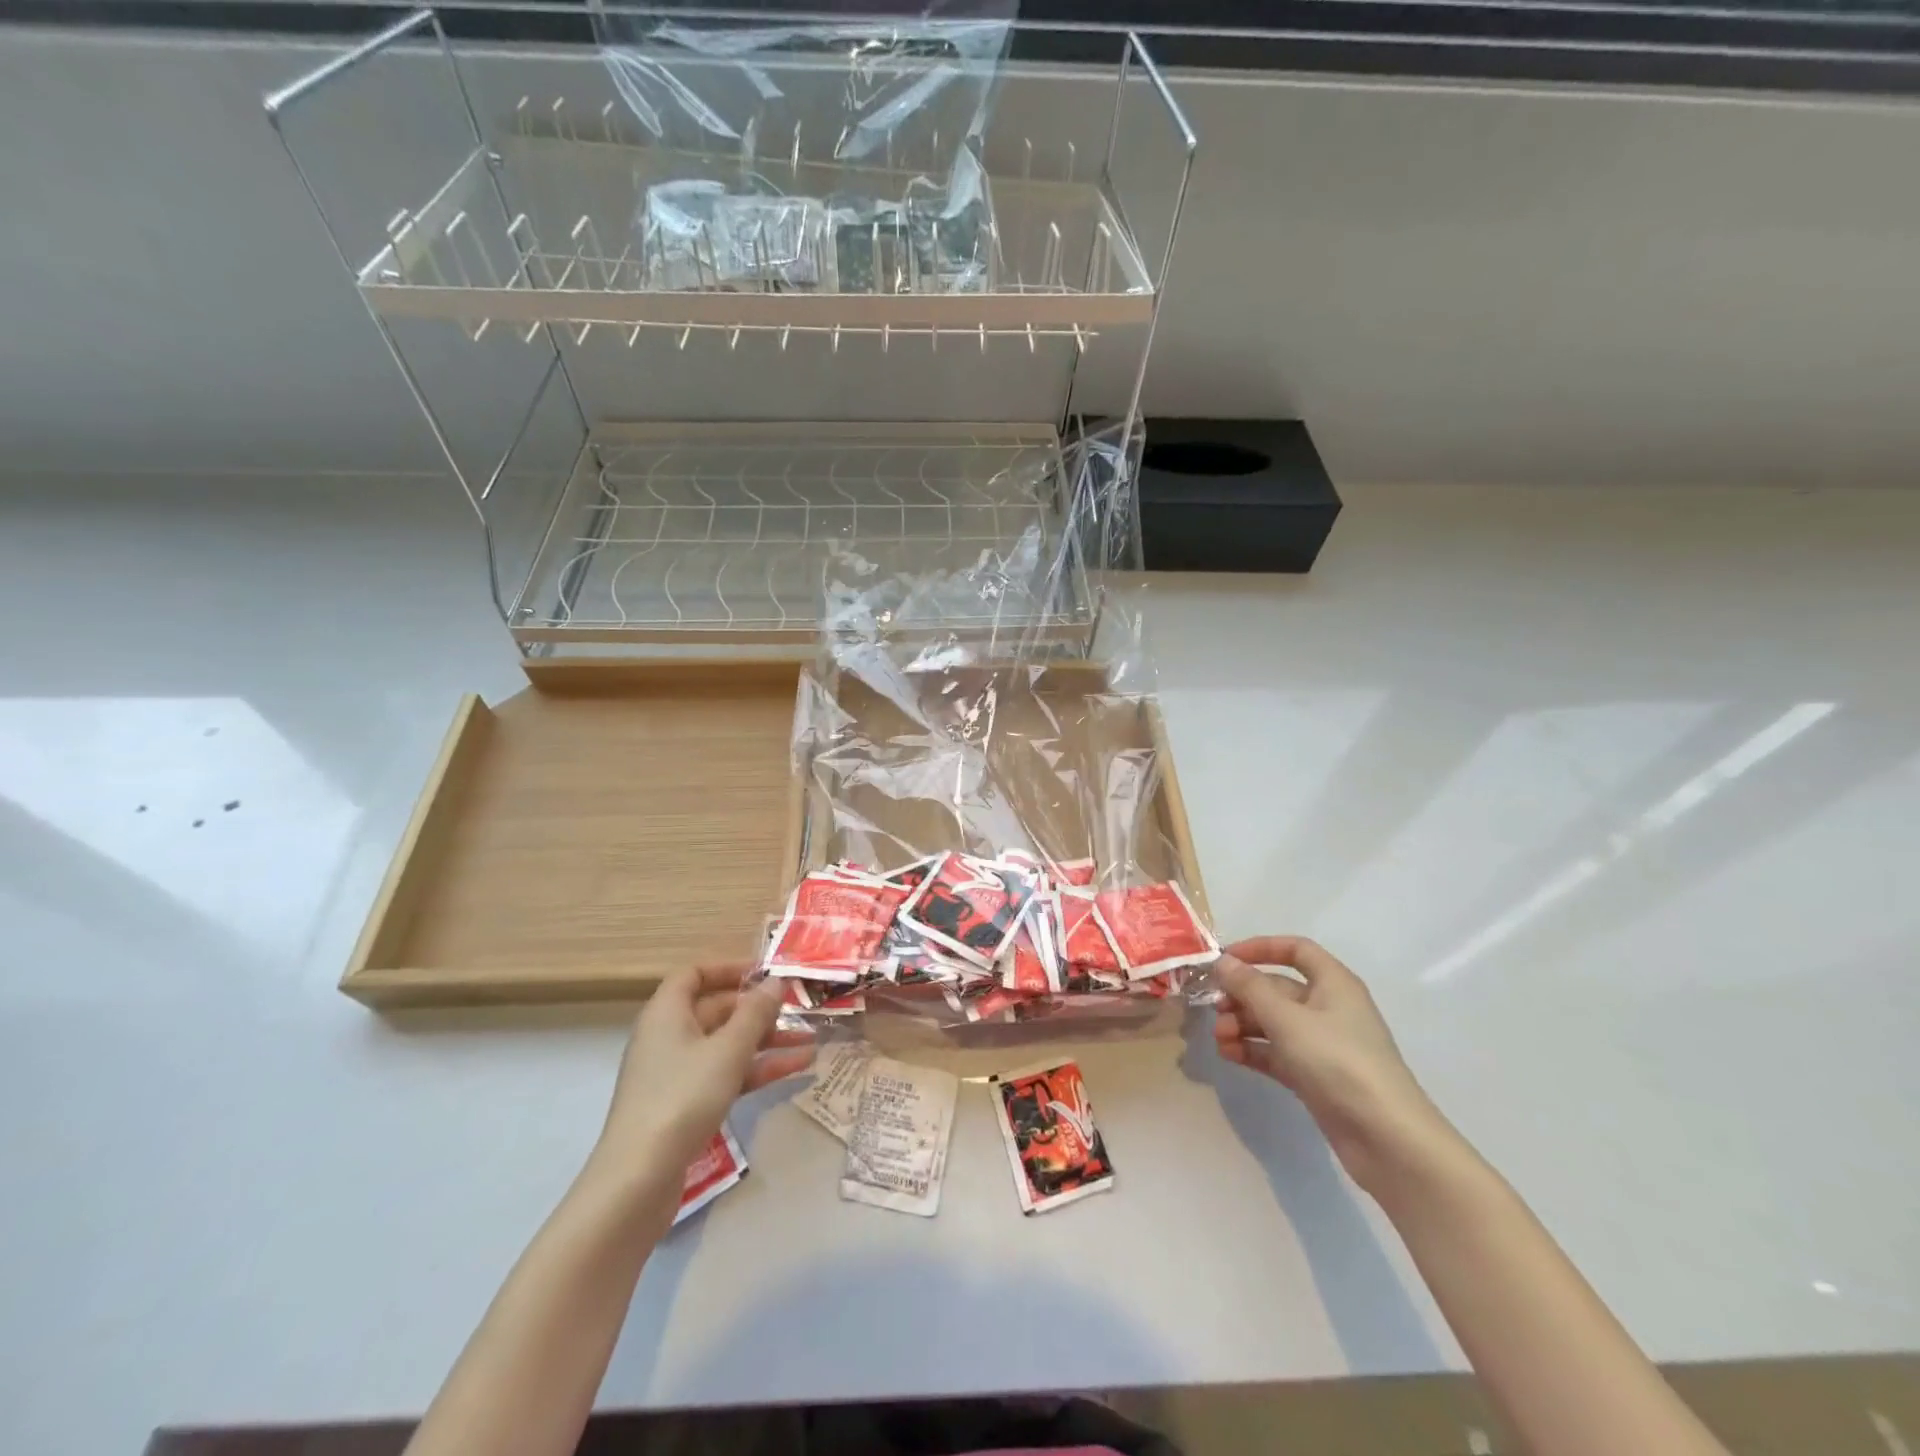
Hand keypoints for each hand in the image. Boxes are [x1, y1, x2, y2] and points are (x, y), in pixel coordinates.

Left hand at [594, 964, 814, 1185]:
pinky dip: (758, 1070)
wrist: (639, 1179)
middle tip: (799, 1009)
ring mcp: (676, 1073)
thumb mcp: (728, 1049)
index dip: (729, 969)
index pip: (694, 974)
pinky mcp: (685, 1105)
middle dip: (760, 1010)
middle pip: (717, 1010)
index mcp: (667, 1013)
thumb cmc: (682, 1097)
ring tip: (811, 1042)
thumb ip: (756, 1013)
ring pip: (727, 1045)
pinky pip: (727, 1074)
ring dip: (767, 1042)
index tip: (766, 973)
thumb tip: (776, 981)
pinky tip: (797, 1070)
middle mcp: (669, 1036)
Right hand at [1212, 936, 1459, 1197]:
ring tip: (1219, 1039)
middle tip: (1214, 1008)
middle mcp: (1329, 1007)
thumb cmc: (1338, 1061)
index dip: (1260, 948)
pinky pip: (1276, 1052)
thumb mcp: (1287, 1018)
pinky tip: (1229, 1056)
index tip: (1226, 959)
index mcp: (1333, 983)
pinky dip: (1252, 1050)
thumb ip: (1249, 987)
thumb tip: (1221, 961)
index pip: (1296, 950)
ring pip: (1273, 1022)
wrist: (1386, 1138)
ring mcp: (1322, 1044)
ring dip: (1242, 1025)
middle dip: (1242, 995)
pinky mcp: (1315, 1076)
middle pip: (1277, 988)